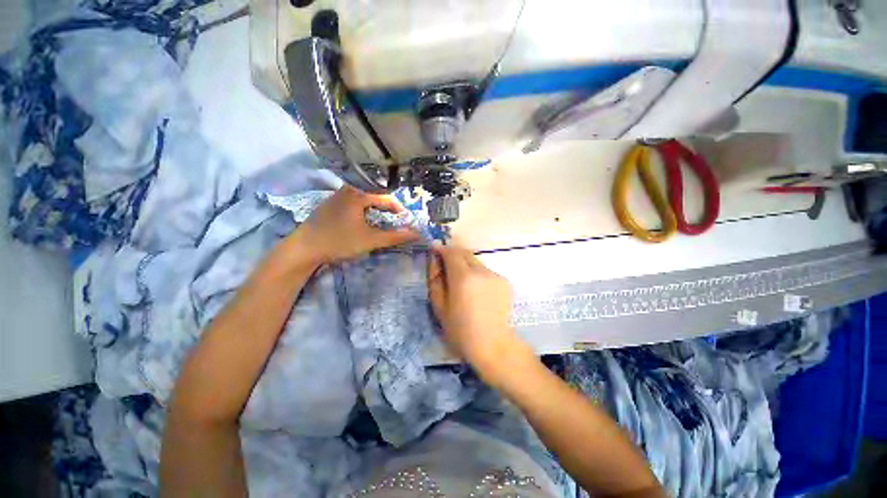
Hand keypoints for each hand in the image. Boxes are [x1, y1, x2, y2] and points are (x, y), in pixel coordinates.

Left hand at [292, 186, 417, 264]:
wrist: (304, 249)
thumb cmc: (339, 241)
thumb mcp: (371, 240)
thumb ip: (395, 237)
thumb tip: (417, 234)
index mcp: (359, 193)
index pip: (387, 197)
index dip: (400, 210)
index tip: (406, 222)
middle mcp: (348, 189)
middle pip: (376, 195)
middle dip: (388, 209)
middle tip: (395, 222)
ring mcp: (337, 196)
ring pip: (364, 199)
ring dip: (376, 210)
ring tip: (382, 222)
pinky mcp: (330, 204)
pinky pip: (354, 202)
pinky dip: (364, 211)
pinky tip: (363, 222)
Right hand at [428, 246, 531, 374]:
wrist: (493, 345)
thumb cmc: (461, 331)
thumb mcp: (439, 307)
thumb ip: (435, 279)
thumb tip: (434, 260)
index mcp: (463, 278)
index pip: (451, 252)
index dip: (441, 249)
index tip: (434, 251)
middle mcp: (481, 271)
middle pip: (465, 252)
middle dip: (453, 254)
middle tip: (445, 266)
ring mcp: (495, 275)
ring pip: (475, 261)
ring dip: (465, 265)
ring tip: (461, 283)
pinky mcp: (504, 281)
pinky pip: (485, 271)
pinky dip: (477, 274)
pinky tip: (476, 292)